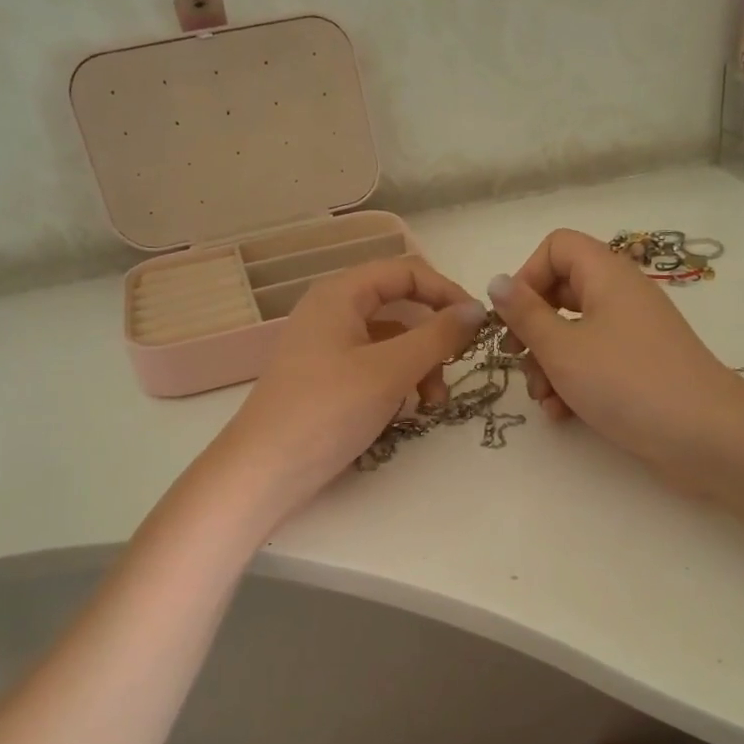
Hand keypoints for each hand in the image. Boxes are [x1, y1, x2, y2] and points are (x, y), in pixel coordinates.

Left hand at [212, 256, 485, 511]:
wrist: (265, 471)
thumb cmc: (328, 410)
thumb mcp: (391, 370)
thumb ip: (438, 336)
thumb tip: (477, 310)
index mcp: (340, 294)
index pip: (407, 272)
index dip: (446, 292)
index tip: (477, 326)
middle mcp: (332, 311)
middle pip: (400, 307)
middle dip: (434, 336)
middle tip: (457, 366)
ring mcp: (327, 347)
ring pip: (391, 341)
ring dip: (420, 365)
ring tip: (434, 404)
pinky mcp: (327, 379)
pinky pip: (374, 366)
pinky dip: (398, 382)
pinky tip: (408, 411)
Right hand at [487, 230, 743, 490]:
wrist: (703, 435)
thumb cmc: (625, 381)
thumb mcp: (562, 348)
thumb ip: (524, 314)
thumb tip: (496, 281)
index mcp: (606, 275)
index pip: (557, 247)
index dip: (527, 276)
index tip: (512, 317)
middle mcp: (621, 296)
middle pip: (561, 293)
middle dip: (532, 329)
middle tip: (517, 360)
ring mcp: (633, 333)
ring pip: (574, 333)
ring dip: (548, 364)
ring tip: (543, 399)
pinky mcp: (639, 367)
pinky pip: (595, 361)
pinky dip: (574, 382)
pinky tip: (562, 414)